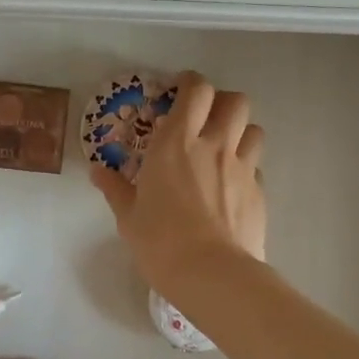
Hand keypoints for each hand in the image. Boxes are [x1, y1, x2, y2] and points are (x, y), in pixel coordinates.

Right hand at [90, 71, 266, 297]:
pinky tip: (231, 188)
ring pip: (254, 130)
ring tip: (223, 149)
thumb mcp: (128, 216)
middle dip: (222, 102)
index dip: (191, 83)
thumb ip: (115, 188)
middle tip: (205, 118)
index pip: (196, 90)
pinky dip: (245, 168)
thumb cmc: (160, 241)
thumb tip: (98, 171)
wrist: (212, 274)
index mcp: (176, 142)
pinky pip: (256, 167)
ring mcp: (242, 168)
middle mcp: (214, 145)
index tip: (181, 90)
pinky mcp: (259, 193)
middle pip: (235, 101)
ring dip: (240, 132)